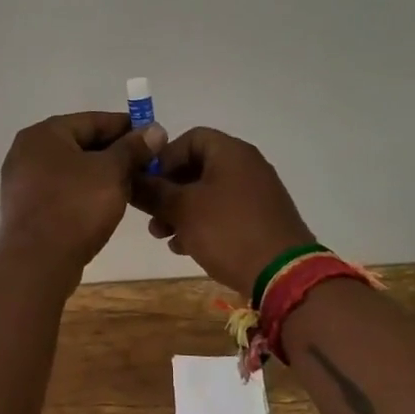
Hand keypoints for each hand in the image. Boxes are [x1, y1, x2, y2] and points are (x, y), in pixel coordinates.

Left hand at [0, 112, 167, 274]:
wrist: (37, 262)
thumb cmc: (75, 207)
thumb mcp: (112, 173)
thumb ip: (133, 148)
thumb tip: (155, 130)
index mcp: (44, 134)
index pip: (93, 120)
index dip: (127, 127)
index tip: (154, 137)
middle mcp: (27, 151)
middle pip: (81, 143)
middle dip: (115, 152)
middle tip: (147, 164)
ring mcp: (22, 181)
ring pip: (72, 169)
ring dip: (102, 174)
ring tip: (132, 185)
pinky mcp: (26, 208)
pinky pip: (62, 190)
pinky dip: (84, 192)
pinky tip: (106, 204)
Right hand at [132, 127, 313, 292]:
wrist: (284, 274)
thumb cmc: (228, 231)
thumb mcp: (182, 209)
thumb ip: (153, 191)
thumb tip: (130, 178)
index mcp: (230, 152)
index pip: (189, 138)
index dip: (164, 159)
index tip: (148, 185)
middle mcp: (246, 166)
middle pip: (197, 168)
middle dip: (168, 192)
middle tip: (151, 217)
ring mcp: (257, 194)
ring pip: (208, 194)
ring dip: (181, 212)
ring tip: (164, 237)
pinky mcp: (261, 219)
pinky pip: (224, 213)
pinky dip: (203, 224)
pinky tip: (187, 248)